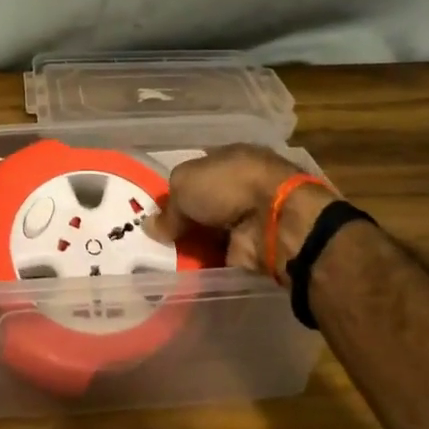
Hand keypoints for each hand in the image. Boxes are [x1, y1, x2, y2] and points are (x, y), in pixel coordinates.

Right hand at [156, 144, 338, 275]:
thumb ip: (168, 207)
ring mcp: (249, 217)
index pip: (197, 171)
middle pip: (203, 203)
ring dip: (192, 242)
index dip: (176, 188)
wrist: (276, 221)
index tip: (156, 207)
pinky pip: (220, 255)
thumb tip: (152, 227)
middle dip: (182, 219)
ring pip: (211, 230)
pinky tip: (180, 270)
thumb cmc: (229, 186)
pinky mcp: (253, 247)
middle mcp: (241, 185)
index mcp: (229, 158)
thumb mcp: (184, 183)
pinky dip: (204, 263)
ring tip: (161, 256)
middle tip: (154, 235)